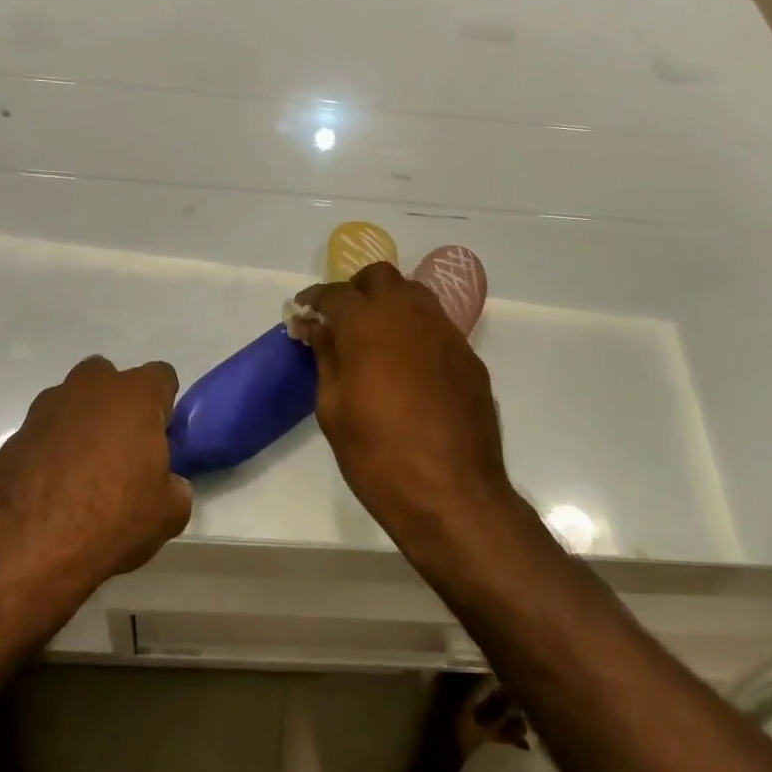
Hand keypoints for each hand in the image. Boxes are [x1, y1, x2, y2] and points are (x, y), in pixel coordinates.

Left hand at [0, 356, 189, 586]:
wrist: (25, 548)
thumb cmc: (111, 518)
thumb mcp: (168, 513)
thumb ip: (175, 487)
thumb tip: (168, 485)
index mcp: (134, 396)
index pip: (161, 376)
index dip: (164, 404)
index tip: (161, 436)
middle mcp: (88, 389)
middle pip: (109, 379)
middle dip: (117, 404)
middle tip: (123, 448)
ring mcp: (44, 410)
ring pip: (71, 404)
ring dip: (80, 426)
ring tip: (83, 474)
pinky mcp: (11, 438)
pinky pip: (42, 436)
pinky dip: (50, 453)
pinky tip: (52, 492)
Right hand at [292, 263, 514, 546]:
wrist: (453, 494)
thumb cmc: (378, 456)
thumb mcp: (334, 409)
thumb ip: (325, 357)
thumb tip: (316, 326)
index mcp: (368, 326)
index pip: (336, 293)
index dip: (315, 299)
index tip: (303, 312)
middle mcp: (410, 316)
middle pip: (380, 276)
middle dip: (356, 289)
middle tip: (341, 319)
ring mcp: (446, 333)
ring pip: (414, 293)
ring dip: (389, 303)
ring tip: (375, 337)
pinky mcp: (469, 356)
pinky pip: (437, 325)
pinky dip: (415, 330)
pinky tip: (408, 365)